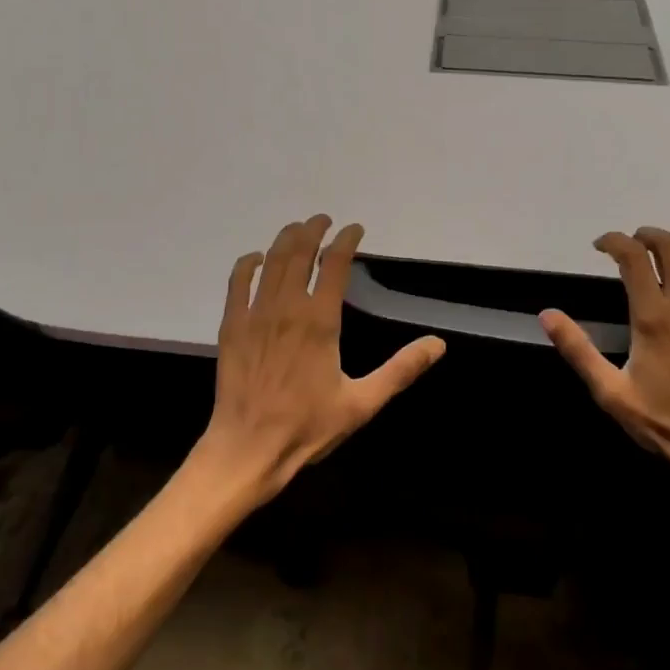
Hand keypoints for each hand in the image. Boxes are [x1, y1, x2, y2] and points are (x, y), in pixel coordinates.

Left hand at [198, 214, 445, 505]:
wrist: (247, 449)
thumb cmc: (307, 427)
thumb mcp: (362, 403)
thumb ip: (401, 370)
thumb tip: (438, 344)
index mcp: (319, 320)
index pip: (335, 264)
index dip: (346, 241)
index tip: (355, 229)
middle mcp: (286, 307)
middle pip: (299, 253)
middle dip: (313, 230)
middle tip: (324, 220)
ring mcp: (255, 314)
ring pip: (271, 262)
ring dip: (285, 240)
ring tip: (297, 229)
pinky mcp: (231, 326)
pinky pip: (237, 283)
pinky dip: (247, 264)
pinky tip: (255, 258)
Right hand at [540, 227, 669, 503]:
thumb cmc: (662, 422)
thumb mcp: (609, 391)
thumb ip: (578, 349)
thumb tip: (547, 315)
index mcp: (652, 318)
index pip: (632, 258)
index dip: (614, 241)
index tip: (600, 246)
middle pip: (669, 247)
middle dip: (646, 236)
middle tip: (631, 243)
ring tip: (661, 249)